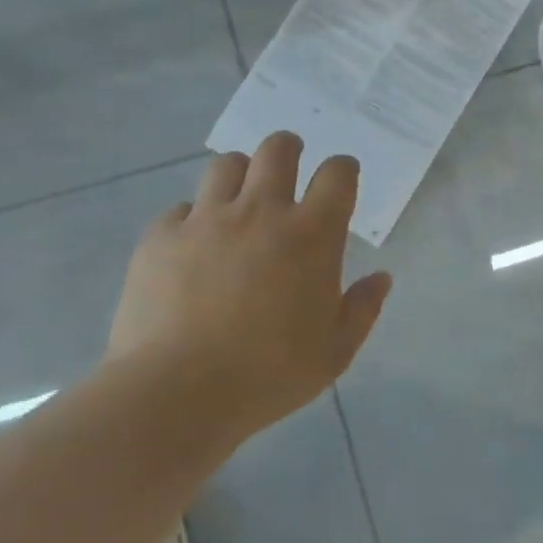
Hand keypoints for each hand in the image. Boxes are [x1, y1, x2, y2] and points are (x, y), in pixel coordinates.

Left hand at [106, 132, 392, 437]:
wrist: (176, 394)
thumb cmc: (268, 374)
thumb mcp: (335, 352)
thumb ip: (363, 308)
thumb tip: (381, 277)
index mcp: (311, 234)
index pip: (337, 174)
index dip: (343, 169)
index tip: (341, 178)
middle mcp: (260, 211)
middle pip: (278, 149)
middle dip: (289, 149)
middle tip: (289, 168)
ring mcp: (206, 219)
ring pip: (226, 165)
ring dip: (240, 175)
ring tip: (239, 200)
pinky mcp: (161, 237)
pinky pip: (180, 209)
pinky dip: (192, 219)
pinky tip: (192, 246)